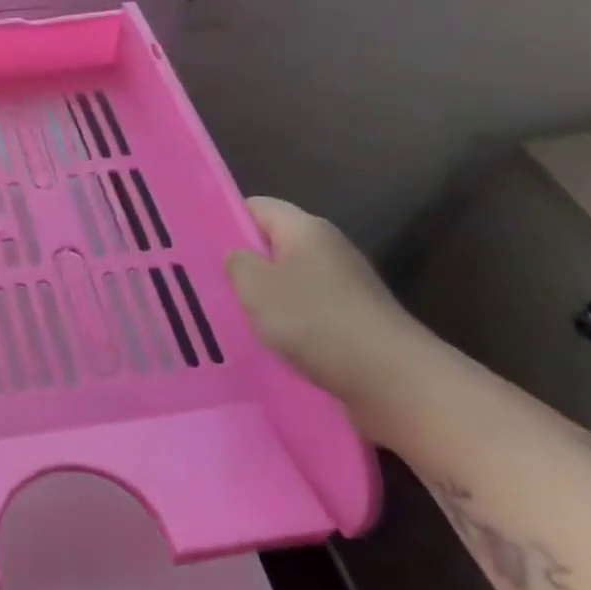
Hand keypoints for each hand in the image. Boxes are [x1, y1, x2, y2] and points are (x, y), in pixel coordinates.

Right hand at [226, 197, 425, 417]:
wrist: (395, 382)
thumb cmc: (317, 322)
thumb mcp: (256, 286)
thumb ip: (236, 263)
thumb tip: (238, 257)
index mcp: (305, 228)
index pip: (255, 207)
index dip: (224, 220)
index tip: (195, 246)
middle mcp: (327, 249)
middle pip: (271, 245)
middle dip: (241, 264)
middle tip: (204, 284)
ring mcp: (344, 286)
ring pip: (287, 281)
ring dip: (262, 299)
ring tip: (228, 317)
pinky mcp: (352, 320)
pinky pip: (305, 311)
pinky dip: (285, 324)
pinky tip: (266, 344)